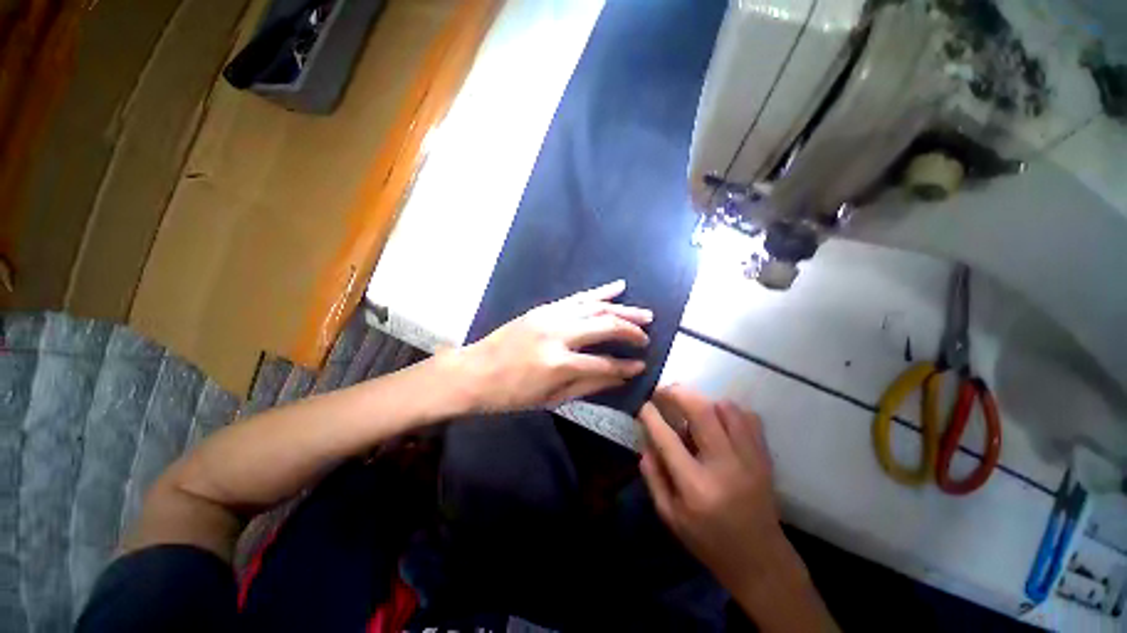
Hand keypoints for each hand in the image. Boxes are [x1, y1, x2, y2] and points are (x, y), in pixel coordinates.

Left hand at [452, 280, 651, 412]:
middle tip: (647, 336)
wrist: (474, 372)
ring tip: (643, 313)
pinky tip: (618, 287)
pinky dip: (600, 292)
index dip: (626, 366)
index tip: (642, 365)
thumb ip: (589, 385)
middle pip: (605, 327)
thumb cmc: (511, 394)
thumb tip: (620, 376)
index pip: (604, 363)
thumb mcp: (551, 399)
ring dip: (622, 309)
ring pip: (595, 307)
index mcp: (559, 364)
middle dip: (630, 331)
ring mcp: (550, 316)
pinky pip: (577, 297)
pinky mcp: (544, 308)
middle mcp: (558, 334)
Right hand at [638, 386, 838, 631]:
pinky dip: (729, 411)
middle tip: (663, 392)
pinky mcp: (764, 457)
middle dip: (676, 393)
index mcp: (696, 486)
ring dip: (703, 401)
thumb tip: (645, 441)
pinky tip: (718, 422)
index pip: (667, 438)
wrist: (760, 559)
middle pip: (700, 410)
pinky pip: (748, 417)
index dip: (650, 415)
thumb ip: (653, 476)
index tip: (643, 405)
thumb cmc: (708, 540)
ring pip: (726, 407)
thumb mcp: (670, 516)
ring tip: (691, 410)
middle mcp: (724, 466)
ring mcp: (749, 459)